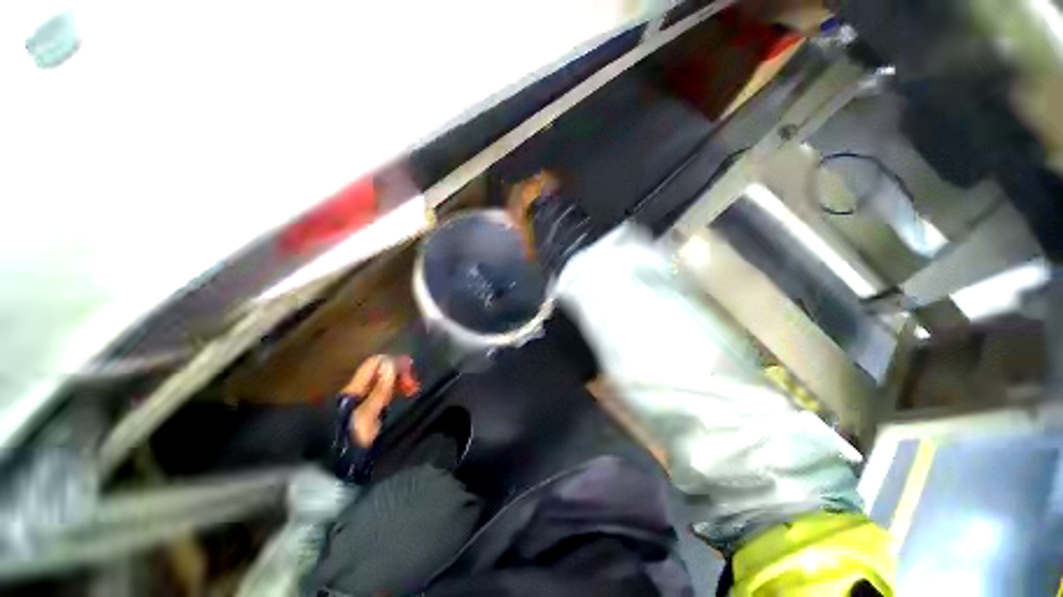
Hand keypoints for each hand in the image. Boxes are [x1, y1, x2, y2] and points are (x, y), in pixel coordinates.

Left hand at [341, 355, 418, 446]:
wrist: (339, 464)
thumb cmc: (352, 438)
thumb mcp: (368, 414)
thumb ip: (380, 390)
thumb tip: (390, 363)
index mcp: (354, 388)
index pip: (374, 363)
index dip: (392, 361)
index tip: (410, 368)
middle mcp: (358, 389)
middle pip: (380, 371)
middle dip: (399, 372)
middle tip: (414, 383)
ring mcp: (364, 399)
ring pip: (384, 381)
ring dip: (400, 381)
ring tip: (413, 389)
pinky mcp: (370, 409)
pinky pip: (385, 392)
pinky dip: (397, 390)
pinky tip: (406, 394)